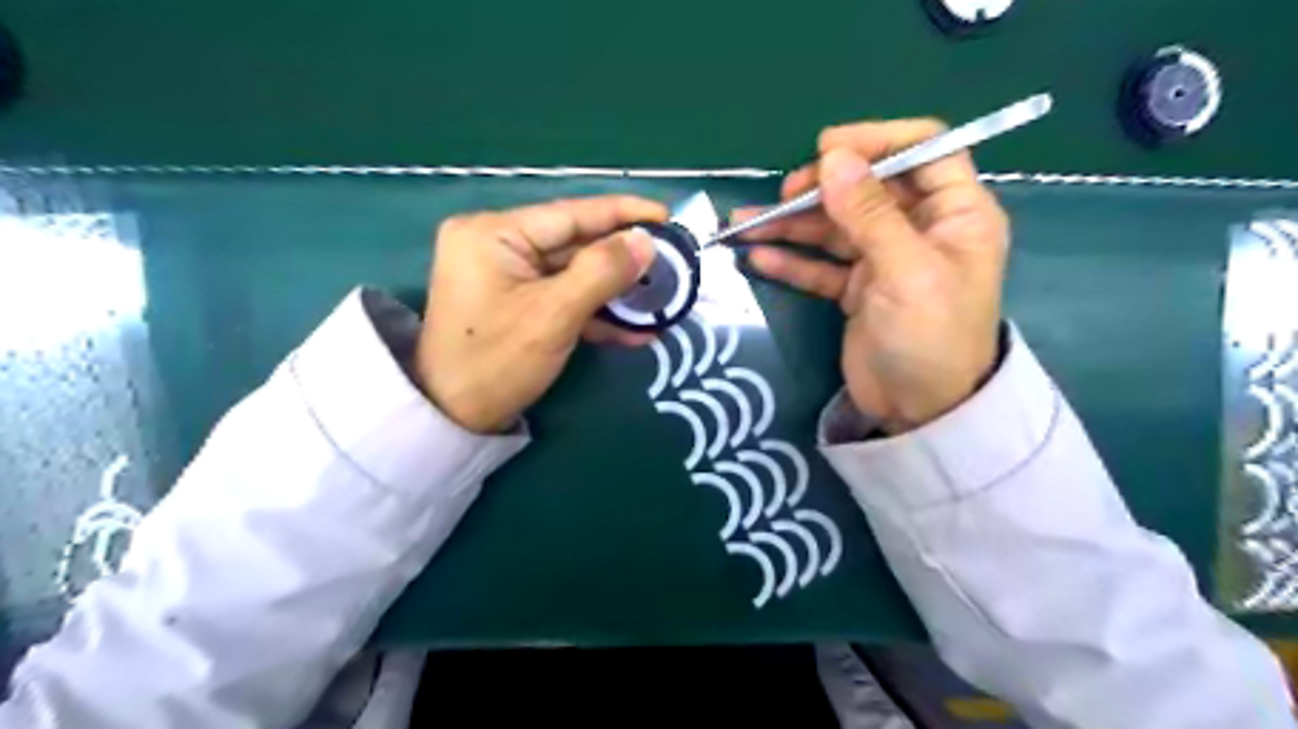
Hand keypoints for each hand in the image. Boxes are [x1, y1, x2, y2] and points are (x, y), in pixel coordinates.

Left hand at [419, 198, 663, 430]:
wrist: (452, 419)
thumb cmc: (496, 362)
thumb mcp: (554, 315)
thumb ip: (602, 271)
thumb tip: (646, 241)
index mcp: (494, 232)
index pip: (571, 213)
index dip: (623, 214)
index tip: (667, 216)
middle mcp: (497, 243)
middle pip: (574, 242)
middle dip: (623, 259)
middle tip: (672, 264)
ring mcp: (506, 274)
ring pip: (574, 272)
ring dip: (615, 290)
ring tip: (660, 298)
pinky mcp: (515, 302)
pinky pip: (562, 295)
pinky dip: (595, 311)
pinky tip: (633, 329)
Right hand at [734, 120, 1006, 432]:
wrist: (920, 412)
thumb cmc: (930, 338)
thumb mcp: (905, 271)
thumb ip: (869, 213)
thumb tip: (833, 157)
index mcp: (955, 213)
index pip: (923, 150)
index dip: (876, 141)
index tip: (827, 151)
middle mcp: (919, 229)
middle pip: (867, 188)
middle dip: (821, 189)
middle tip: (783, 197)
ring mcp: (884, 260)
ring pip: (834, 228)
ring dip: (791, 225)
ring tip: (744, 226)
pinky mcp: (857, 289)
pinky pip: (821, 265)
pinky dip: (792, 261)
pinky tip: (758, 258)